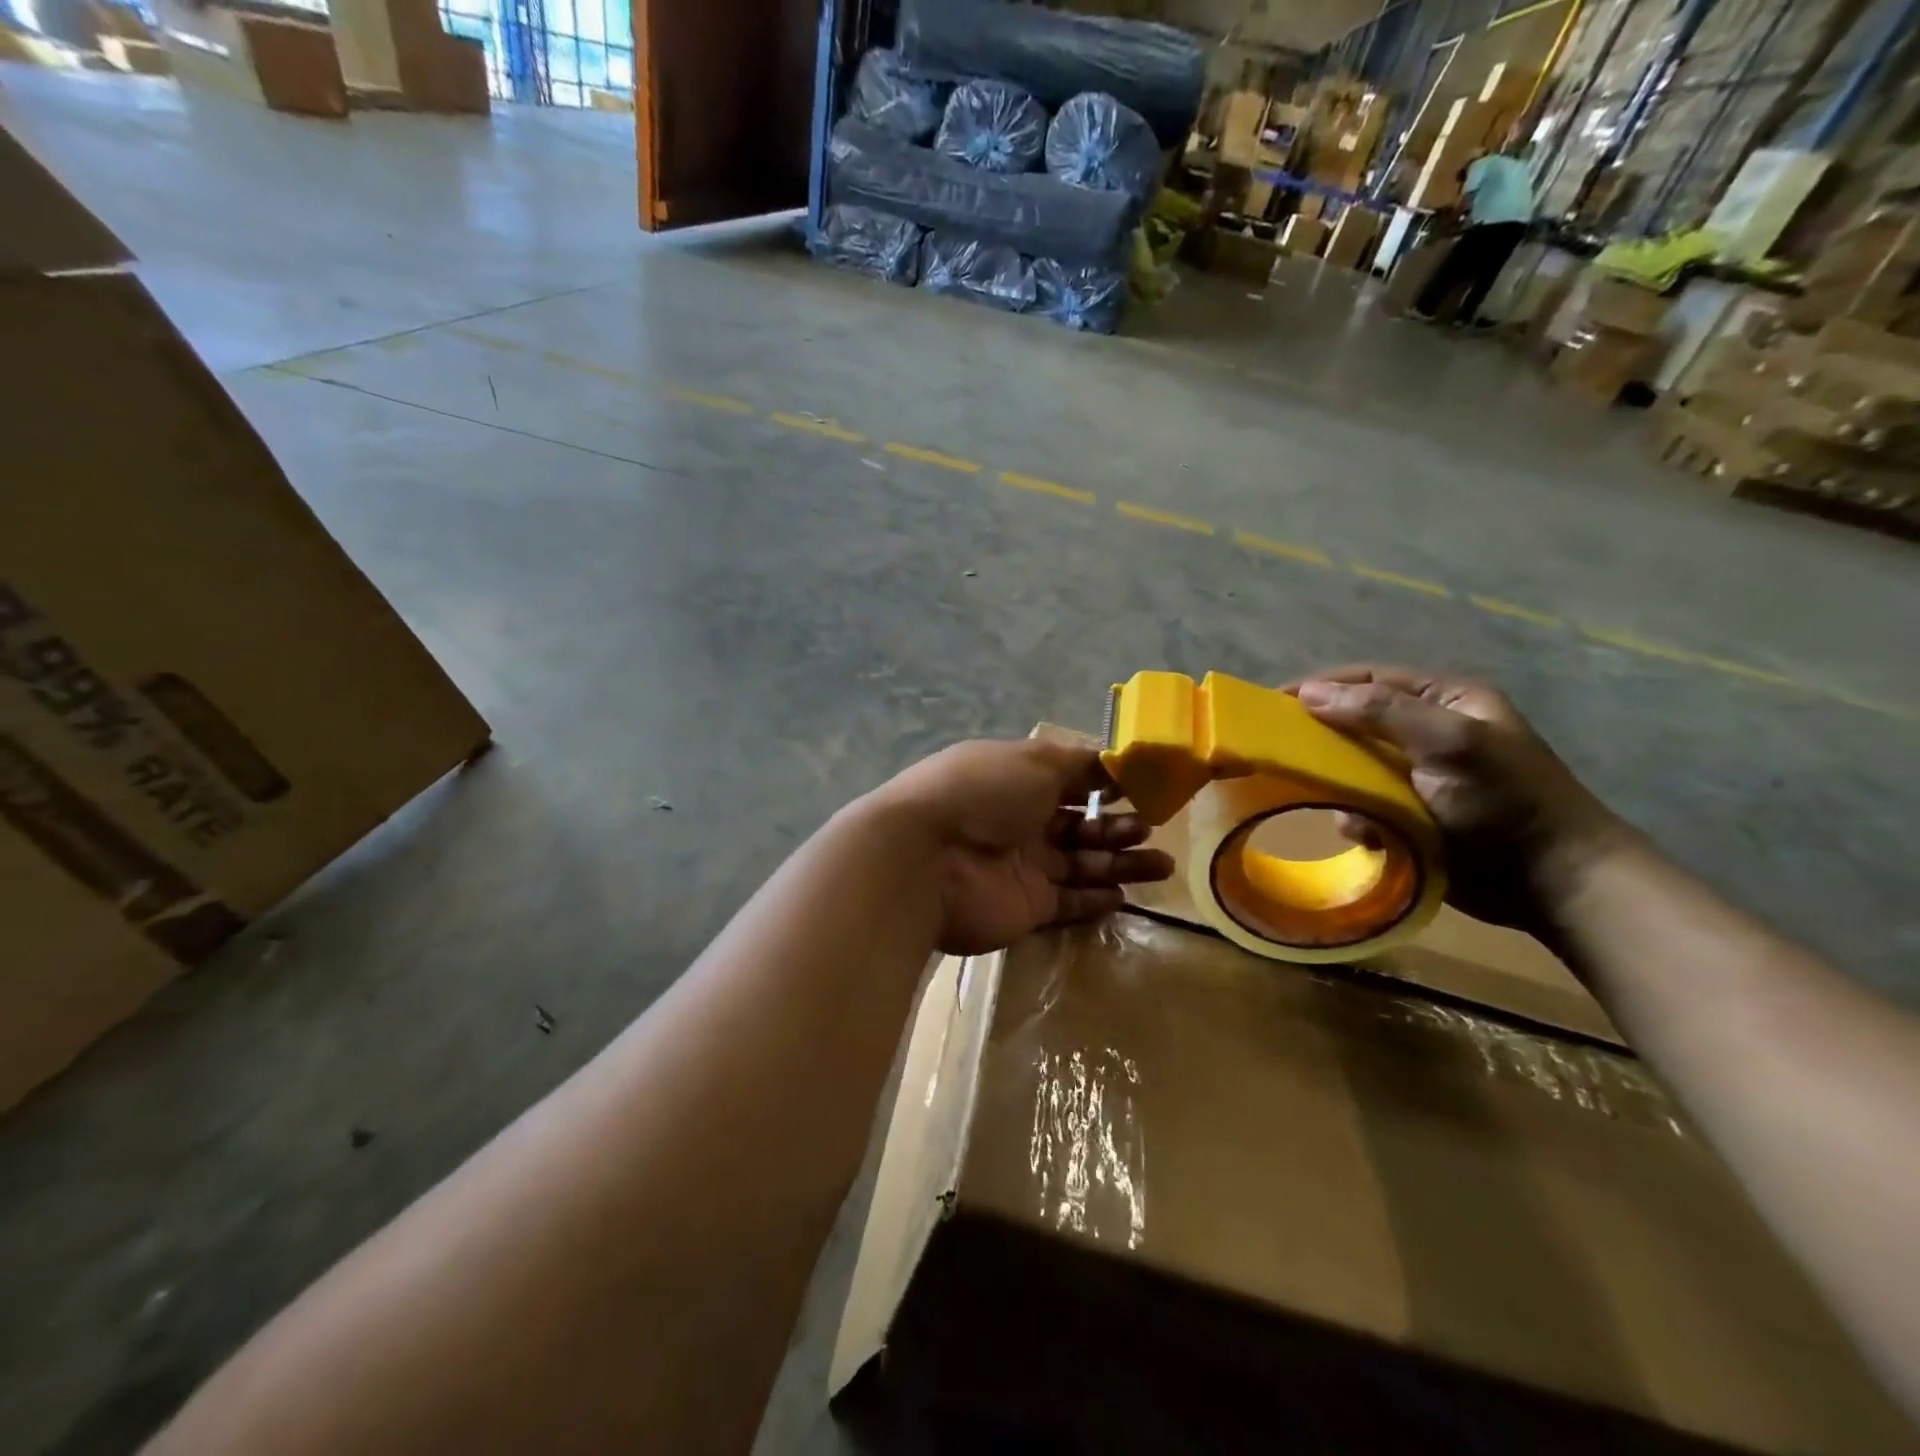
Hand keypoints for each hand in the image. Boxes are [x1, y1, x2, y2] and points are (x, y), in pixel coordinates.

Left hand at [866, 739, 1173, 955]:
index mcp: (1017, 779)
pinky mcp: (1025, 907)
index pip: (1069, 779)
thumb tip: (1112, 762)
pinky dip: (1096, 899)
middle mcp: (1020, 821)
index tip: (1142, 789)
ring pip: (1081, 863)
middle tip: (1150, 830)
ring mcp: (1023, 866)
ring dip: (1120, 863)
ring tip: (1162, 865)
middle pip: (1079, 824)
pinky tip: (1125, 895)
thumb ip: (1078, 764)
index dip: (1104, 784)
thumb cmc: (981, 793)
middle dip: (1118, 826)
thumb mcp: (1033, 761)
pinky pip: (1068, 902)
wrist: (926, 860)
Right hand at [1287, 666, 1627, 933]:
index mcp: (1446, 701)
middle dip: (1323, 738)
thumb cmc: (1505, 801)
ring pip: (1355, 768)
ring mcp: (1421, 777)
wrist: (1555, 883)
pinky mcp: (1414, 816)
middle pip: (1357, 723)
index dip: (1322, 687)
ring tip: (1324, 798)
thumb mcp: (1449, 742)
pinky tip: (1361, 830)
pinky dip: (1356, 816)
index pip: (1370, 680)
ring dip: (1338, 783)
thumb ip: (1381, 712)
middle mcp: (1430, 732)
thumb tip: (1309, 694)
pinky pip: (1366, 807)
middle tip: (1281, 750)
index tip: (1274, 704)